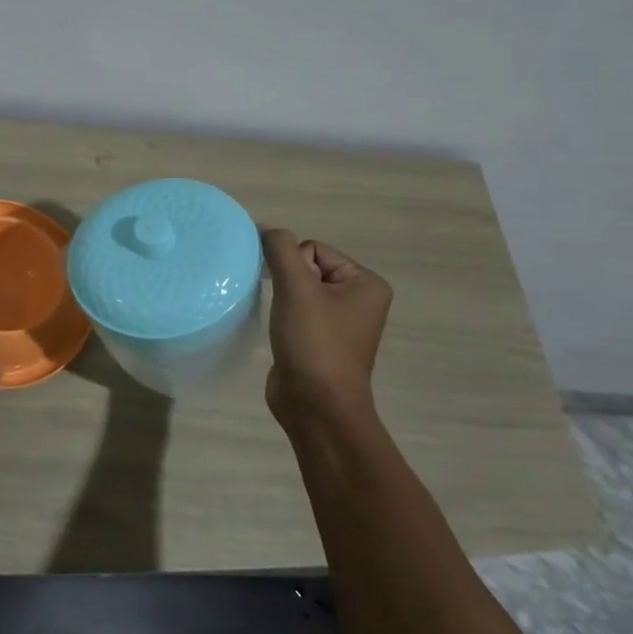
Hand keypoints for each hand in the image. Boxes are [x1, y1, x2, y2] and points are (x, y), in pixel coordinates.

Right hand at [260, 228, 392, 428]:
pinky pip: (297, 313)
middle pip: (306, 268)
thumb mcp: (296, 289)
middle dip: (287, 283)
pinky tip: (280, 333)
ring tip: (282, 323)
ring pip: (299, 291)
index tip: (292, 297)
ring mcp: (341, 323)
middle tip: (286, 311)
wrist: (317, 406)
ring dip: (283, 301)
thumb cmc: (314, 343)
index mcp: (366, 283)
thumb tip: (266, 226)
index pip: (314, 250)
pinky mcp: (321, 341)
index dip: (293, 267)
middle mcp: (359, 300)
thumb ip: (281, 250)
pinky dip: (284, 318)